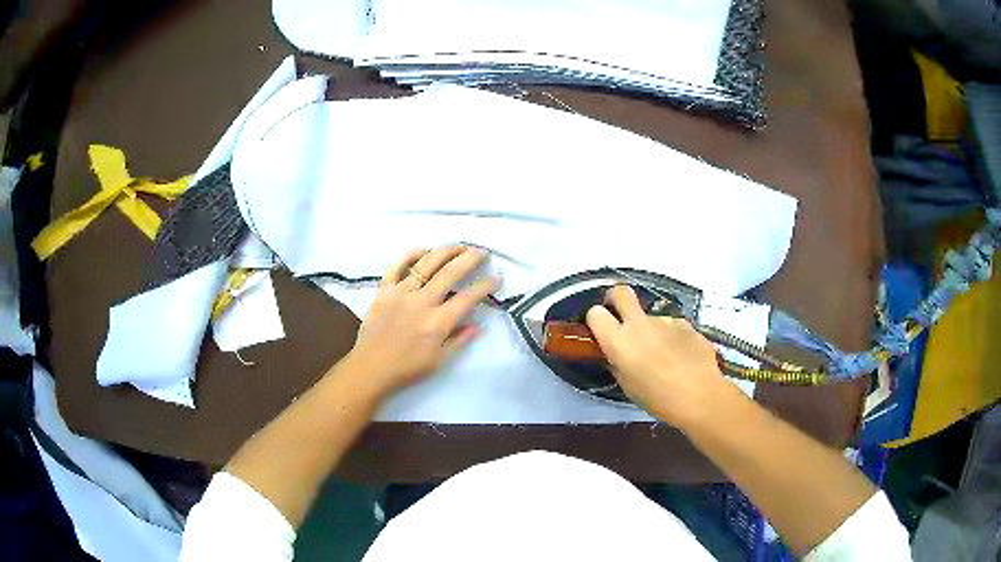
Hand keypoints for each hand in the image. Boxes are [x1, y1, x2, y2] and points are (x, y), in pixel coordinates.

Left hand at [343, 245, 499, 400]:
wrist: (370, 368)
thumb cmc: (407, 369)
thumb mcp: (439, 361)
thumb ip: (459, 341)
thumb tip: (478, 325)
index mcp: (438, 322)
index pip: (468, 297)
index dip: (486, 285)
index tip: (497, 277)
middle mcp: (422, 302)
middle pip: (450, 272)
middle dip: (470, 258)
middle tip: (482, 252)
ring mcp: (401, 292)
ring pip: (427, 263)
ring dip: (446, 251)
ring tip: (459, 246)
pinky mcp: (384, 290)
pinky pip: (397, 265)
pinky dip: (411, 254)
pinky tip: (423, 250)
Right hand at [585, 285, 728, 426]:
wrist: (700, 396)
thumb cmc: (658, 399)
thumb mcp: (628, 387)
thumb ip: (619, 364)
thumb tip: (618, 356)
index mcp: (619, 342)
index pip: (595, 314)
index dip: (596, 319)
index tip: (601, 329)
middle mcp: (639, 324)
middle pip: (621, 292)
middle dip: (616, 298)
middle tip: (620, 314)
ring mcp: (665, 320)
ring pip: (651, 317)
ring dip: (652, 330)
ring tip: (665, 356)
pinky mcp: (686, 324)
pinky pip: (672, 327)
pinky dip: (673, 338)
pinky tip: (682, 358)